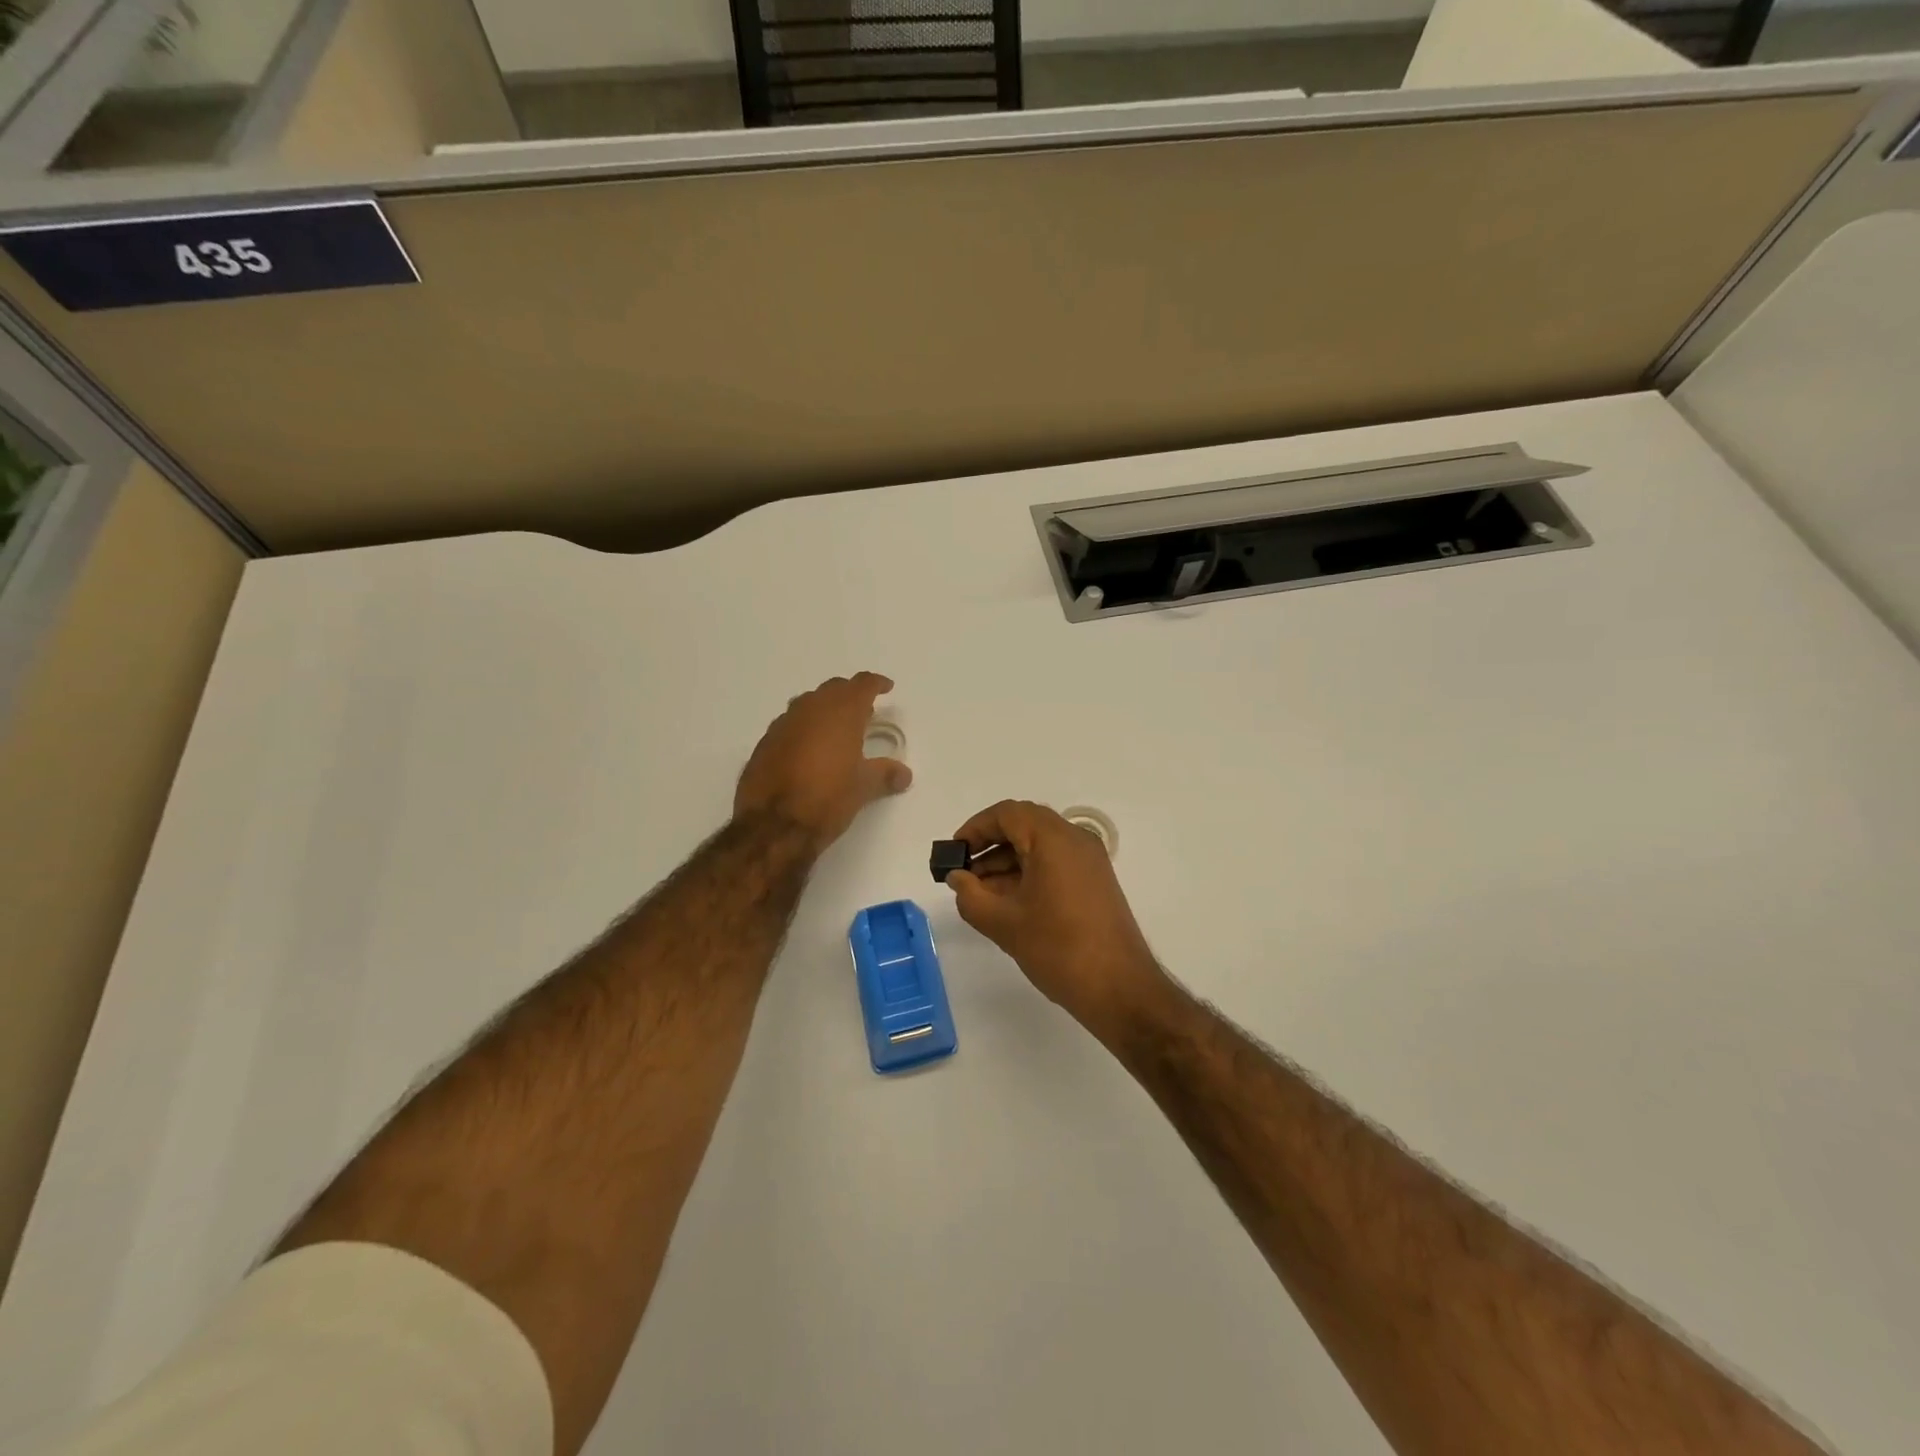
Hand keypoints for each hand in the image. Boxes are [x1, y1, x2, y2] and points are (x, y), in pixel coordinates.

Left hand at [734, 673, 911, 850]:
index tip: (886, 687)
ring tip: (836, 729)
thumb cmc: (827, 798)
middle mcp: (811, 709)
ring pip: (808, 703)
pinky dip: (804, 728)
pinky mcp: (764, 742)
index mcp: (841, 712)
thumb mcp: (863, 788)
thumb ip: (885, 774)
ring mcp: (783, 723)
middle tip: (864, 711)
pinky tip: (808, 749)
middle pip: (833, 689)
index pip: (862, 684)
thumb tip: (904, 774)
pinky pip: (790, 724)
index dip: (876, 684)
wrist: (773, 824)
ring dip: (824, 709)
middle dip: (850, 695)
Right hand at [945, 800, 1169, 1039]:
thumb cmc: (1058, 949)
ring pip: (1039, 846)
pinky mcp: (1095, 882)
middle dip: (989, 845)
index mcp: (1054, 839)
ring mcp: (1089, 861)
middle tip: (963, 872)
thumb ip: (970, 895)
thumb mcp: (1003, 923)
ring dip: (1006, 862)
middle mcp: (1075, 840)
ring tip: (978, 893)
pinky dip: (1028, 873)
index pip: (1007, 814)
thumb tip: (957, 877)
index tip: (953, 853)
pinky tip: (1007, 902)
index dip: (975, 828)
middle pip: (1024, 826)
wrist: (1119, 989)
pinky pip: (1055, 863)